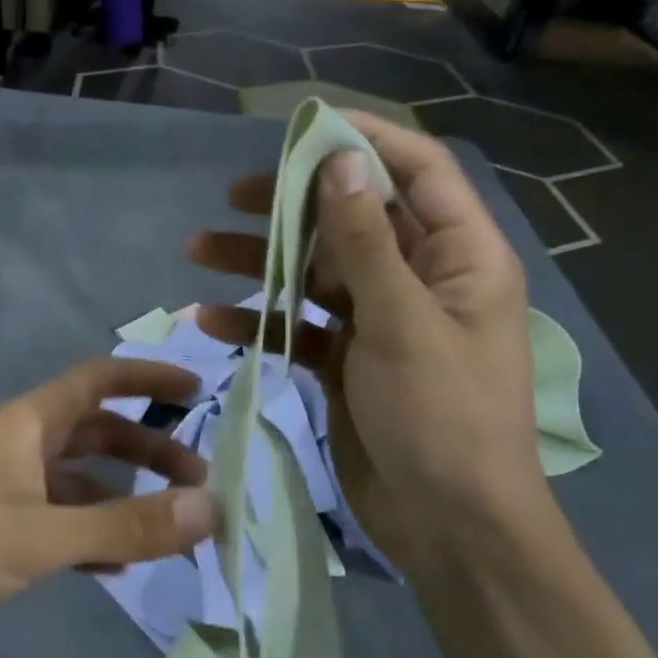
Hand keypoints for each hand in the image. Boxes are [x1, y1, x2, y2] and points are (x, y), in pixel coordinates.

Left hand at [0, 358, 220, 650]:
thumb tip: (210, 508)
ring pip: (73, 479)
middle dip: (145, 450)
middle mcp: (16, 443)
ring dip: (118, 496)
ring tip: (165, 527)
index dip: (146, 380)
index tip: (195, 391)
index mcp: (28, 423)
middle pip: (93, 432)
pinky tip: (110, 564)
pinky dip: (84, 531)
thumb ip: (125, 524)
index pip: (98, 380)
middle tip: (196, 480)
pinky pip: (50, 517)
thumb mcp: (43, 535)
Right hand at [188, 112, 545, 575]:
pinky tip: (211, 320)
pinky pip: (299, 325)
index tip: (302, 129)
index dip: (365, 141)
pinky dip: (259, 321)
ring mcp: (381, 321)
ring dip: (261, 263)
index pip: (418, 173)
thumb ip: (365, 243)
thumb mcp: (402, 323)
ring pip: (315, 272)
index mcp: (460, 257)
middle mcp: (421, 279)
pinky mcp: (347, 360)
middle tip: (233, 196)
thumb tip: (338, 163)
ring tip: (197, 251)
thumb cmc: (442, 417)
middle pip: (352, 221)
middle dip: (293, 207)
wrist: (450, 527)